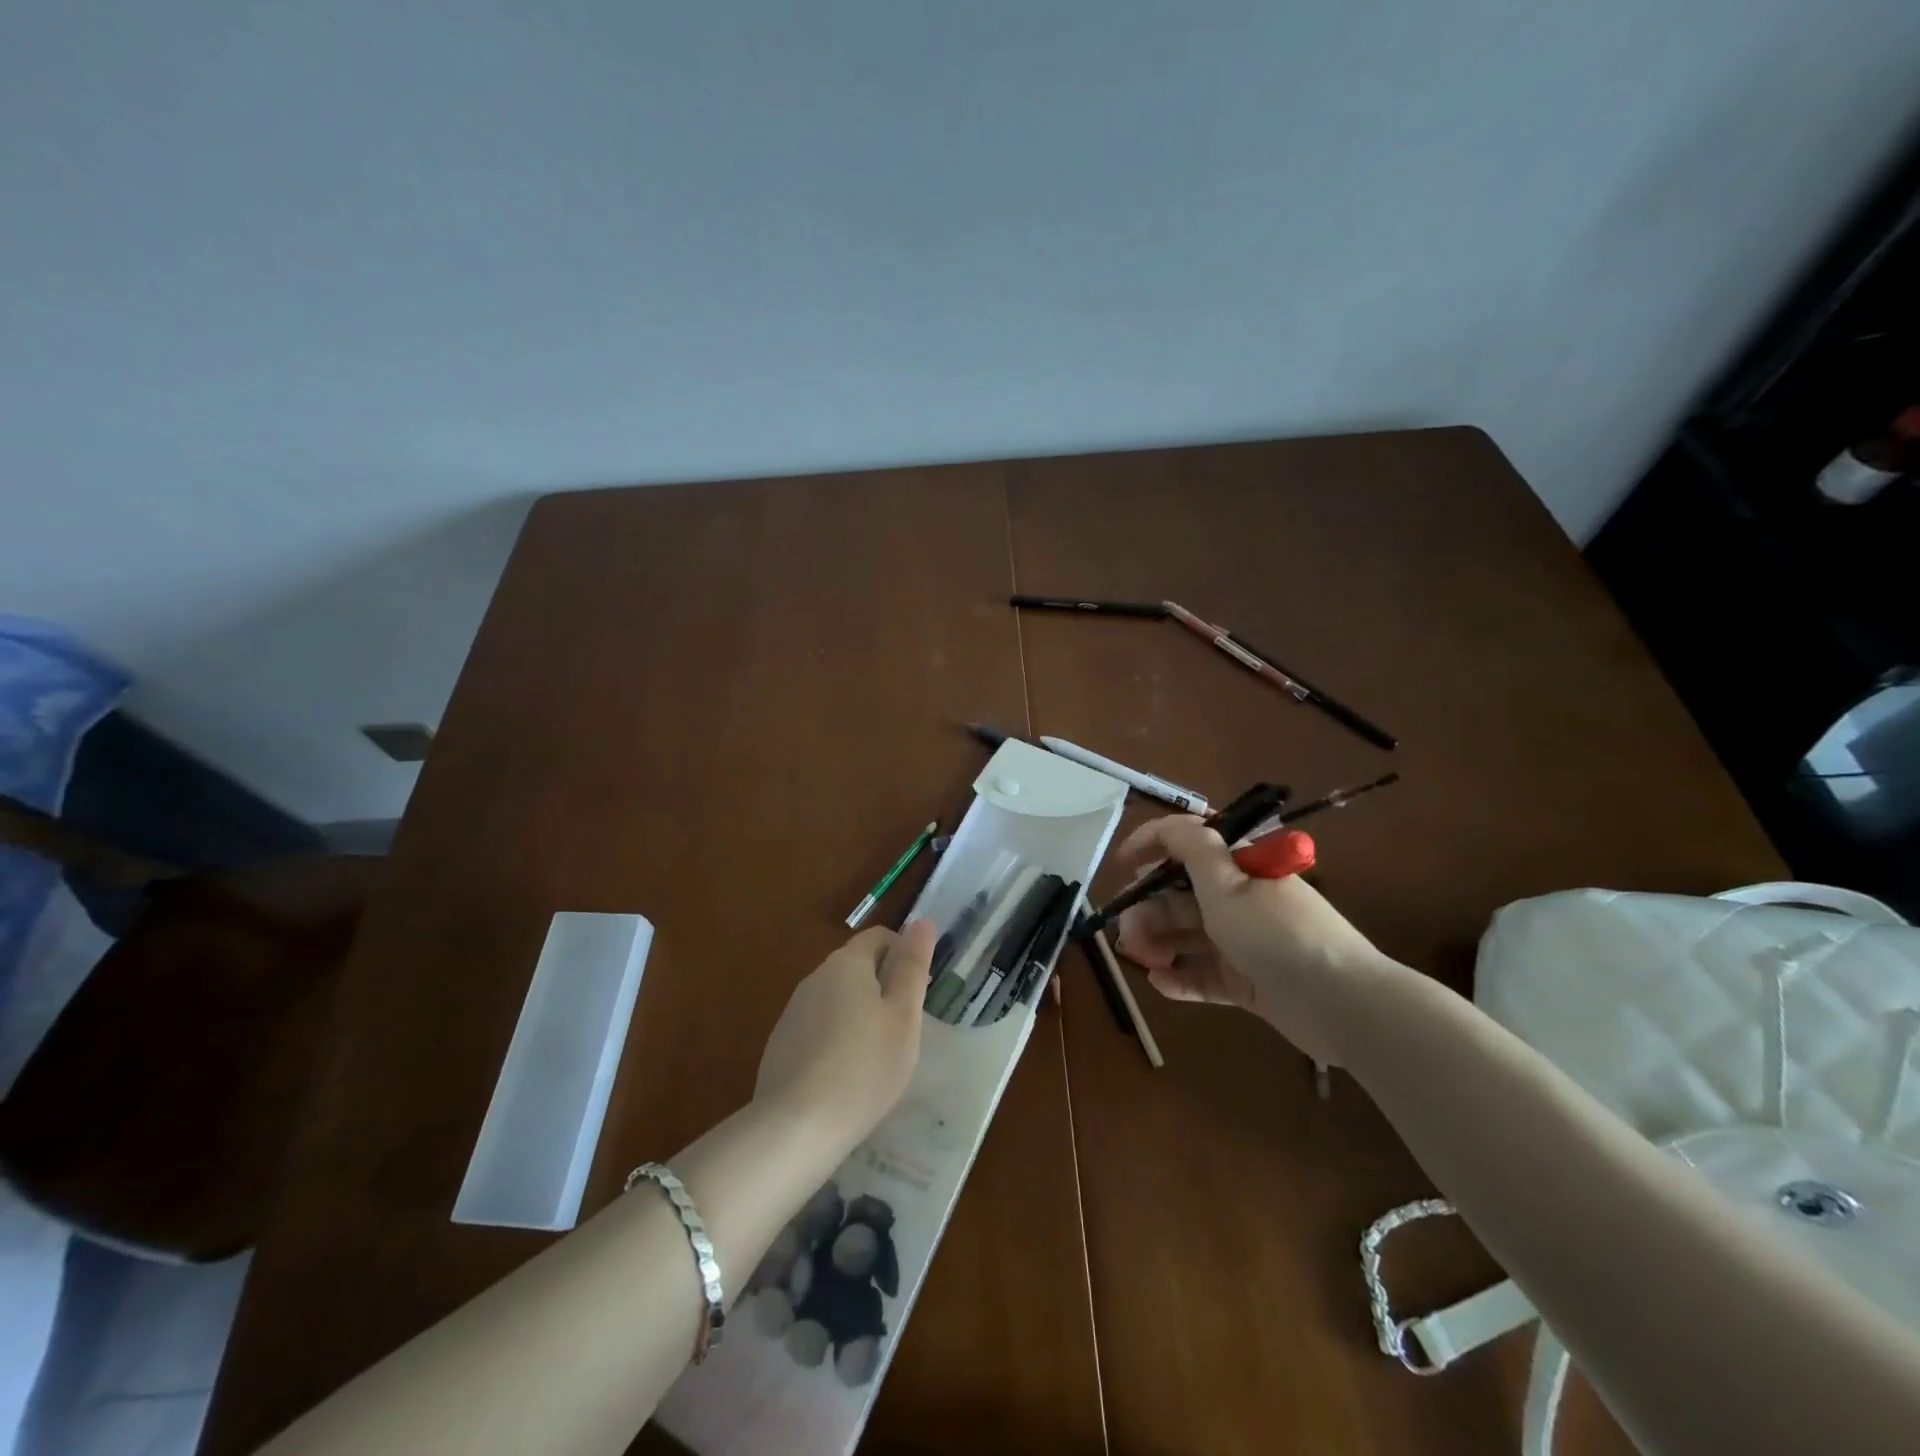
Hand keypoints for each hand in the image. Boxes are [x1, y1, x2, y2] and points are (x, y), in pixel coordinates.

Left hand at [755, 921, 934, 1150]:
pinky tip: (846, 1076)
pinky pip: (818, 1028)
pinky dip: (836, 1039)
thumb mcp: (903, 1016)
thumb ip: (912, 966)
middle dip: (883, 986)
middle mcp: (815, 977)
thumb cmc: (865, 1066)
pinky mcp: (781, 1044)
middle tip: (905, 1027)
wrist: (796, 1127)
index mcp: (846, 963)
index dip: (904, 953)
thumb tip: (922, 922)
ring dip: (859, 1013)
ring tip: (877, 1055)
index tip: (920, 990)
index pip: (879, 937)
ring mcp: (793, 1012)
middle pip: (856, 967)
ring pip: (837, 999)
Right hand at [1112, 816, 1388, 1064]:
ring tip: (1139, 959)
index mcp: (1239, 867)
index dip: (1152, 844)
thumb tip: (1169, 825)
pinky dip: (1180, 978)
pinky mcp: (1247, 980)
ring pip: (1188, 935)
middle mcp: (1239, 899)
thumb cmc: (1275, 932)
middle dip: (1148, 909)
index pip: (1190, 842)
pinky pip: (1204, 975)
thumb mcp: (1227, 883)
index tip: (1121, 863)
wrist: (1339, 1002)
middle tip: (1127, 933)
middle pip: (1181, 895)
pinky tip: (1159, 983)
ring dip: (1158, 943)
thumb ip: (1192, 848)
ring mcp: (1243, 941)